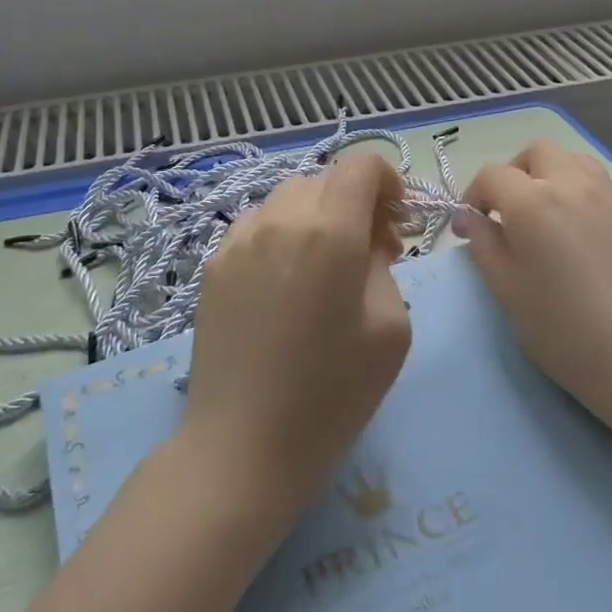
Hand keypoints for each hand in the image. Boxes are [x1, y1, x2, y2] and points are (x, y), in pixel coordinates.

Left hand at [179, 152, 411, 525]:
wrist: (242, 447)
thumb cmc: (332, 396)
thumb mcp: (390, 328)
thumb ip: (383, 264)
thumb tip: (367, 239)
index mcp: (330, 232)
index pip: (361, 165)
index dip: (389, 182)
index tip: (397, 224)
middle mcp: (280, 219)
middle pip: (326, 180)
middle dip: (356, 203)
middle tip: (371, 253)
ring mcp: (239, 239)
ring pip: (288, 198)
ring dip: (317, 216)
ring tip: (325, 267)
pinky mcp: (214, 263)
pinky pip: (258, 225)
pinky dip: (283, 234)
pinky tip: (286, 282)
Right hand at [459, 140, 611, 427]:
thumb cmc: (565, 330)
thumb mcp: (507, 291)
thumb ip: (484, 246)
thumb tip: (472, 220)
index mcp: (532, 202)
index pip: (492, 175)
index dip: (473, 196)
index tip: (469, 227)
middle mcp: (571, 185)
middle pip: (537, 152)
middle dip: (514, 173)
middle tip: (506, 212)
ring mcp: (609, 198)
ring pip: (573, 160)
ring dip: (549, 175)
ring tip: (543, 215)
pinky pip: (599, 187)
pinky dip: (578, 195)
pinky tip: (578, 237)